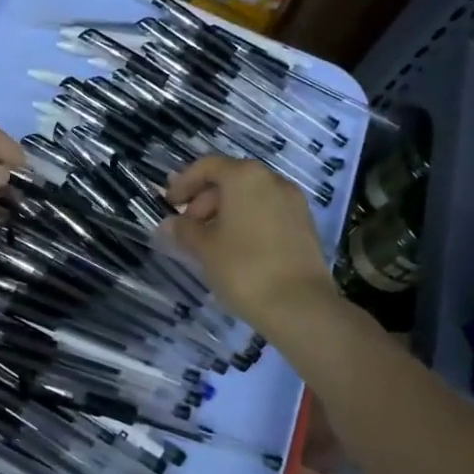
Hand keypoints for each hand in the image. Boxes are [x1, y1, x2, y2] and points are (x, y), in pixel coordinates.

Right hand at [164, 155, 336, 331]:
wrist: (300, 306)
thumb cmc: (243, 268)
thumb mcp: (205, 248)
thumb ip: (184, 230)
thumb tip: (169, 224)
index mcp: (245, 177)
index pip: (208, 166)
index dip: (184, 182)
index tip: (169, 204)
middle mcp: (273, 180)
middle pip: (231, 179)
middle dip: (204, 199)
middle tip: (188, 227)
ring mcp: (293, 202)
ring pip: (250, 197)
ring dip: (225, 212)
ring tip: (209, 242)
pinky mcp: (305, 225)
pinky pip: (268, 212)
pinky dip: (247, 221)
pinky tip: (235, 249)